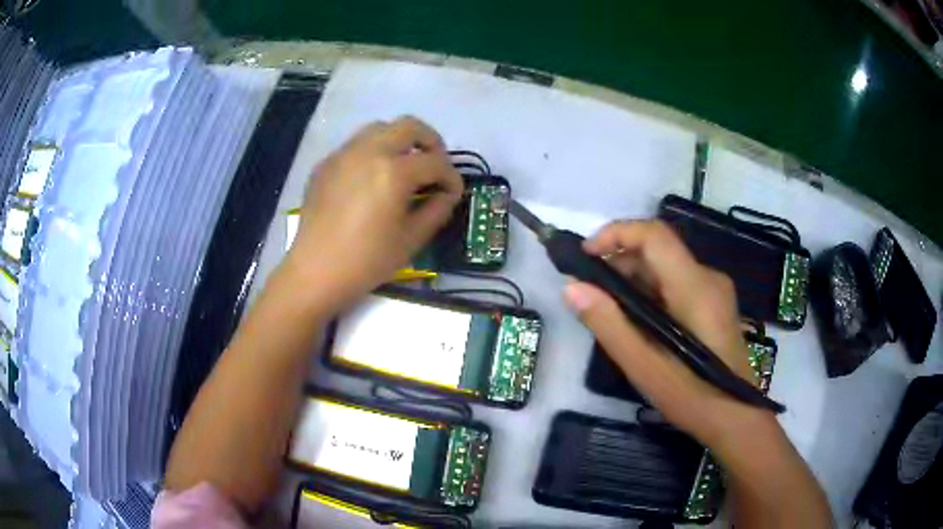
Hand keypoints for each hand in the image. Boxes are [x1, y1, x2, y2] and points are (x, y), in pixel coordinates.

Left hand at [284, 116, 462, 309]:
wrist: (315, 271)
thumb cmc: (367, 261)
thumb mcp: (411, 239)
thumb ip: (437, 210)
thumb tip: (447, 194)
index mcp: (393, 172)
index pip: (435, 162)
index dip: (452, 177)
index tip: (454, 193)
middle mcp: (369, 151)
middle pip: (409, 126)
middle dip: (430, 142)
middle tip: (434, 164)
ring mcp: (344, 154)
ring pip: (379, 128)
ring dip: (400, 141)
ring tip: (404, 166)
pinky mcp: (326, 164)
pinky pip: (356, 145)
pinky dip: (373, 152)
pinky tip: (371, 179)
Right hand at [563, 220, 769, 446]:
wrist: (734, 416)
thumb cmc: (690, 395)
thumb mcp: (643, 365)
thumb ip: (607, 323)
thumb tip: (572, 288)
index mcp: (694, 286)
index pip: (654, 235)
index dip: (616, 233)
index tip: (585, 256)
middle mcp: (708, 277)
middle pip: (658, 250)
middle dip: (620, 263)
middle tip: (592, 295)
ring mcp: (715, 290)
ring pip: (666, 267)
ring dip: (634, 280)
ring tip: (611, 314)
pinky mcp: (715, 304)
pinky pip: (677, 283)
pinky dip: (651, 293)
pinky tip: (639, 324)